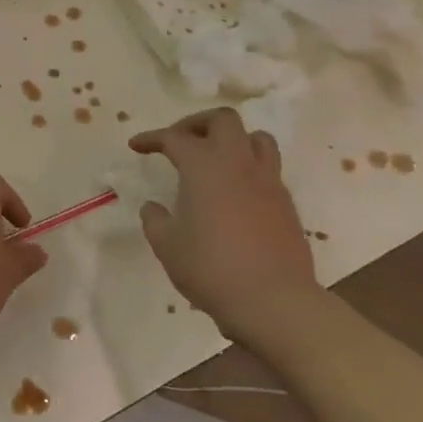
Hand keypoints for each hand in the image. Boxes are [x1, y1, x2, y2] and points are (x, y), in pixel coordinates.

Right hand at [130, 109, 319, 338]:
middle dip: (197, 124)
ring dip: (232, 139)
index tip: (136, 146)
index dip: (151, 138)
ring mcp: (268, 181)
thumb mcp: (167, 244)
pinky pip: (268, 168)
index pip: (173, 138)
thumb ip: (155, 219)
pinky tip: (235, 192)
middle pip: (223, 120)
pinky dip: (248, 168)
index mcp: (204, 166)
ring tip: (215, 159)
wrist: (274, 301)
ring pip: (256, 138)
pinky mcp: (286, 203)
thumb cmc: (211, 268)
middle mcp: (238, 163)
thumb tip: (155, 207)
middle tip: (180, 141)